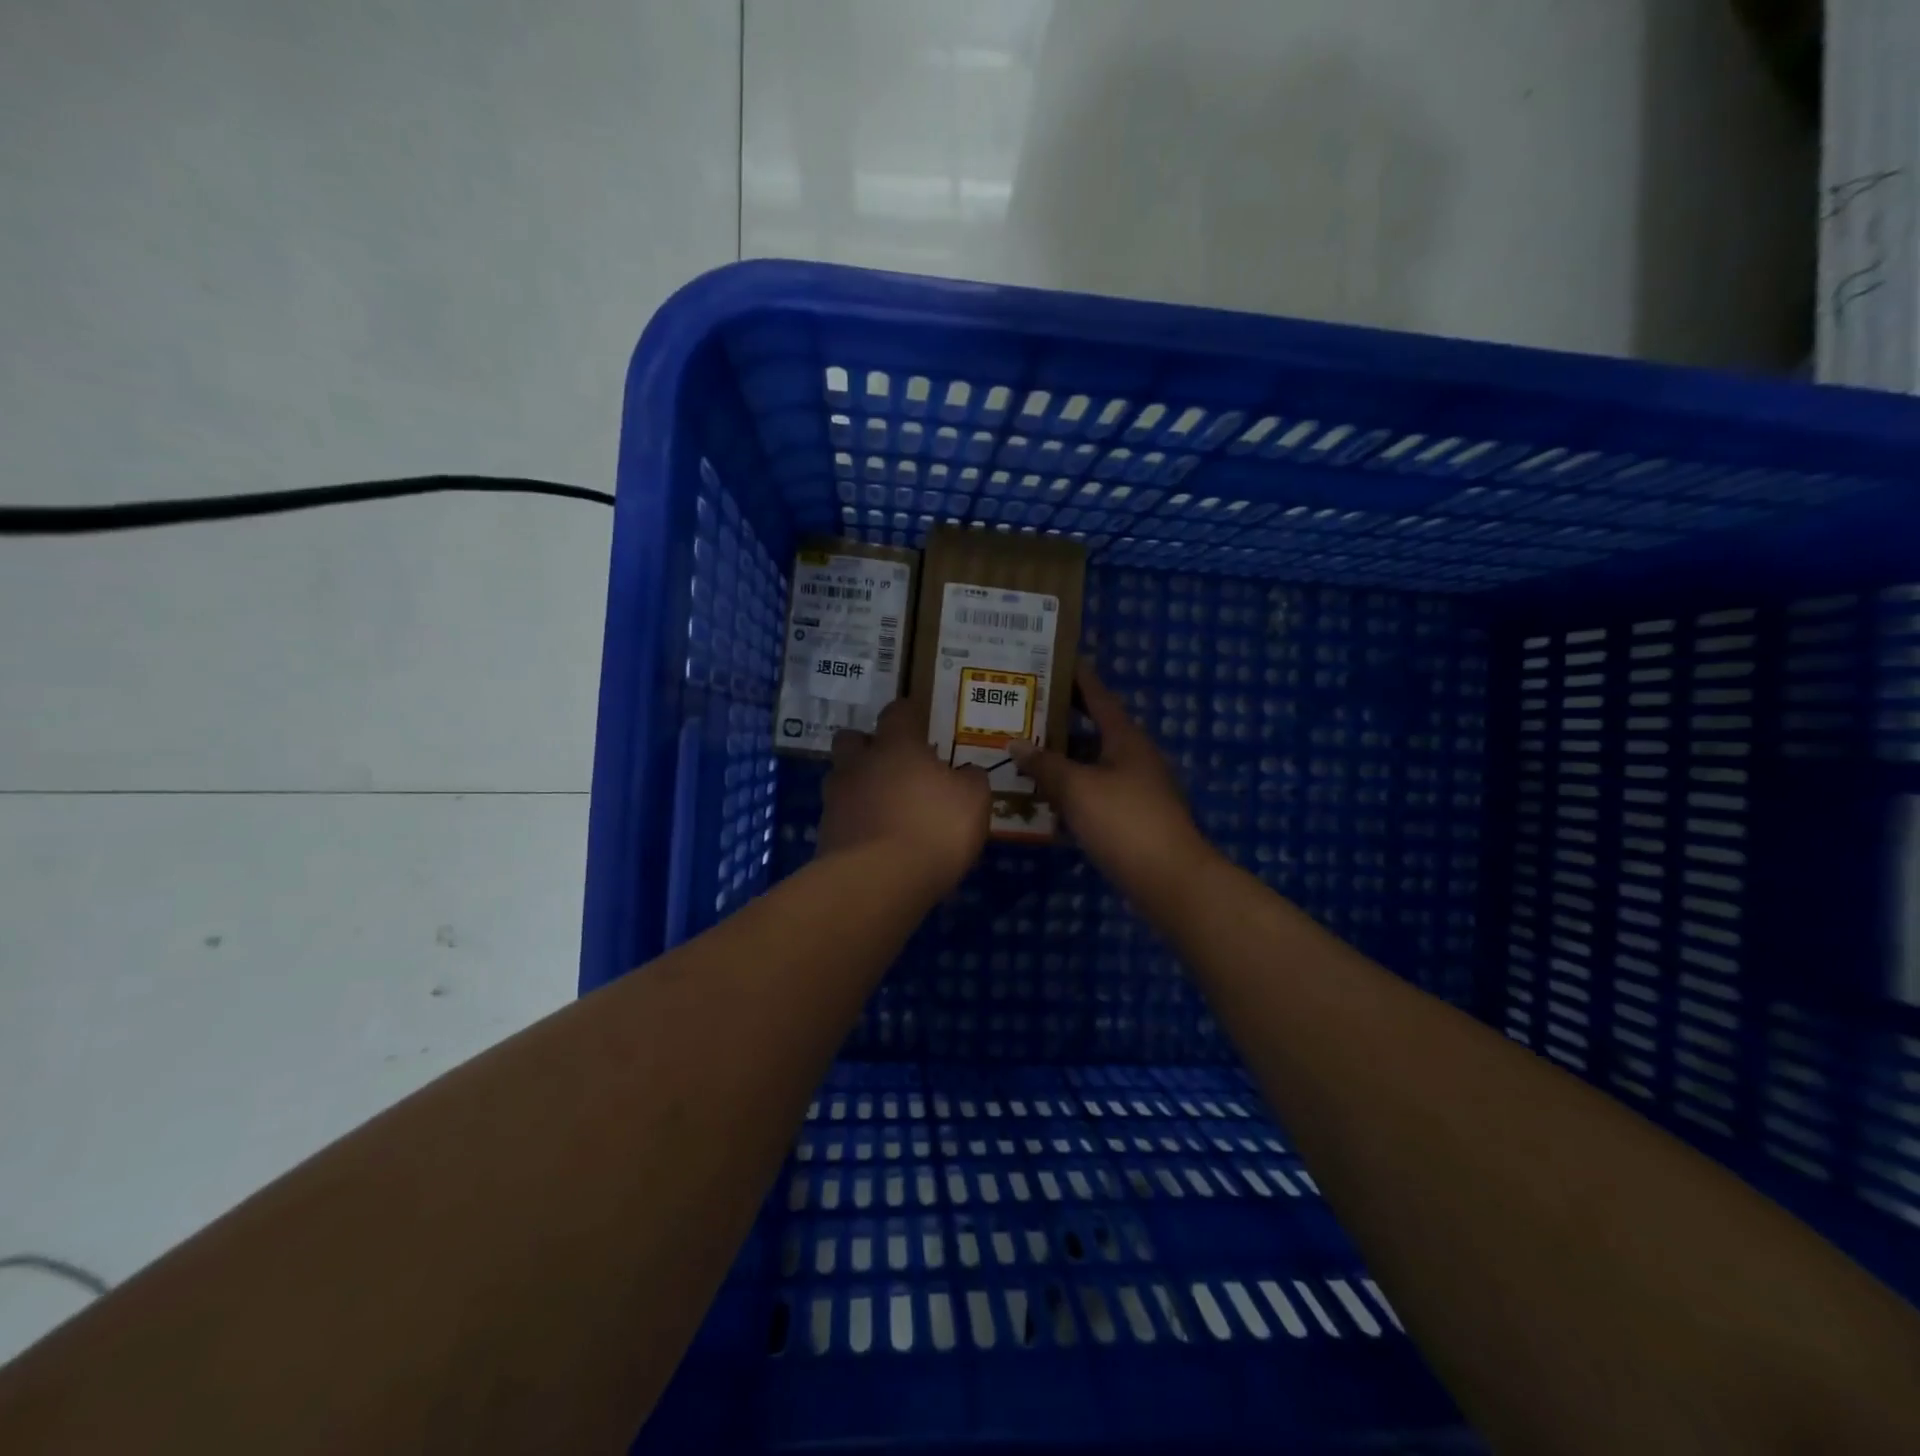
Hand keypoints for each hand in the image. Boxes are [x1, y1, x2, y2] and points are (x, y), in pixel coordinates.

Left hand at [819, 699, 990, 900]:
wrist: (878, 881)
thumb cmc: (933, 828)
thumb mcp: (973, 801)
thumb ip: (971, 779)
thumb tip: (966, 772)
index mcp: (896, 746)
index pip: (898, 711)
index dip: (910, 715)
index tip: (921, 724)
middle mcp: (859, 764)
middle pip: (852, 739)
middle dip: (868, 746)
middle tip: (893, 765)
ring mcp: (836, 799)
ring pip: (842, 778)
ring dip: (859, 786)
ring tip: (885, 808)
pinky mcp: (825, 834)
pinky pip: (840, 817)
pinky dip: (856, 822)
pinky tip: (876, 841)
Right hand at [1011, 662, 1214, 898]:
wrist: (1169, 879)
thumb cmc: (1124, 821)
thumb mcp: (1077, 787)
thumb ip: (1045, 764)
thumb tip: (1016, 742)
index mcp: (1126, 739)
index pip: (1099, 697)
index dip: (1077, 678)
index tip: (1054, 661)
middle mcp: (1133, 757)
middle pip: (1093, 731)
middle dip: (1060, 722)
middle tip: (1023, 711)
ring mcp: (1134, 789)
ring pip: (1091, 765)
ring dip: (1062, 761)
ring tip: (1023, 754)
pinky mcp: (1130, 819)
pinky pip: (1094, 794)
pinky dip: (1070, 792)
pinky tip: (1042, 801)